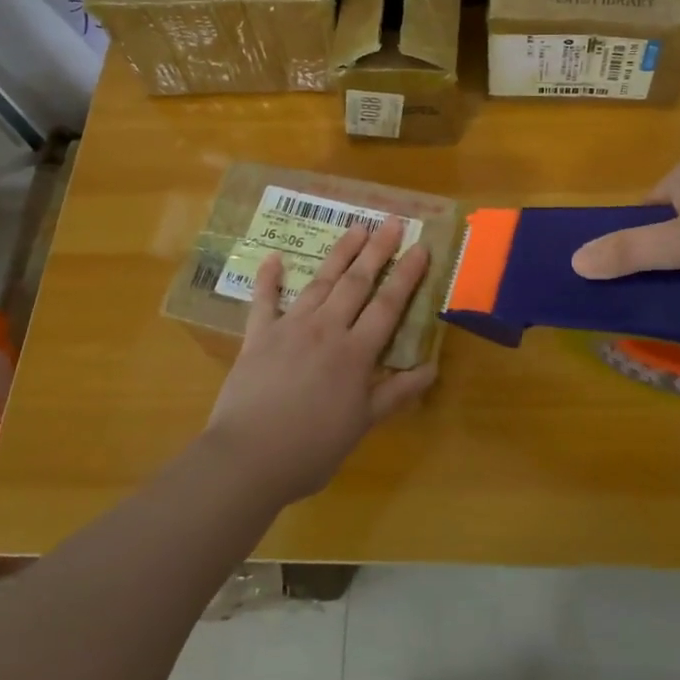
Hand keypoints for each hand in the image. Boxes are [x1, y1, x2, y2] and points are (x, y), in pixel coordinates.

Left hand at [203, 217, 435, 503]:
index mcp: (355, 353)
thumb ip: (396, 393)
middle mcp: (326, 329)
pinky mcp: (257, 336)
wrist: (248, 457)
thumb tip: (431, 368)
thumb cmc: (311, 448)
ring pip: (320, 282)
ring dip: (339, 254)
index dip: (407, 275)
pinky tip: (274, 258)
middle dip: (377, 251)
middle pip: (356, 283)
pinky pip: (264, 300)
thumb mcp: (362, 425)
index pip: (388, 305)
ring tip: (355, 229)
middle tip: (391, 222)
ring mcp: (290, 328)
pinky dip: (269, 278)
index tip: (420, 247)